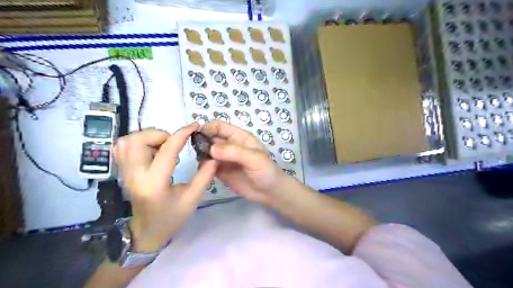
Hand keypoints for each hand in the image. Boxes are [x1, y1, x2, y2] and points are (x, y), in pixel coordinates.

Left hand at [113, 124, 217, 250]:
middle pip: (138, 140)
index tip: (194, 126)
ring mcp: (124, 173)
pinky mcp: (122, 171)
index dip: (182, 134)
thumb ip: (205, 176)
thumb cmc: (171, 217)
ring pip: (127, 141)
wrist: (146, 230)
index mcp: (154, 184)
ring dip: (148, 137)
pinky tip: (151, 150)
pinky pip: (122, 147)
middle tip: (174, 143)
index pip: (166, 151)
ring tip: (163, 146)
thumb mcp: (193, 198)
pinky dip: (138, 142)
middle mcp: (135, 175)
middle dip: (160, 134)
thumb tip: (213, 156)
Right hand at [200, 121, 286, 204]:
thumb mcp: (254, 158)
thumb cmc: (266, 171)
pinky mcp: (221, 172)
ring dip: (202, 155)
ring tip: (202, 163)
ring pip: (207, 152)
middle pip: (211, 138)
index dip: (209, 128)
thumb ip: (234, 152)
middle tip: (197, 152)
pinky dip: (204, 167)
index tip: (198, 135)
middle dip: (202, 142)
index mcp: (239, 137)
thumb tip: (211, 148)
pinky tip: (204, 172)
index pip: (220, 127)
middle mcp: (230, 146)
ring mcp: (225, 159)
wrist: (270, 193)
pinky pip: (208, 166)